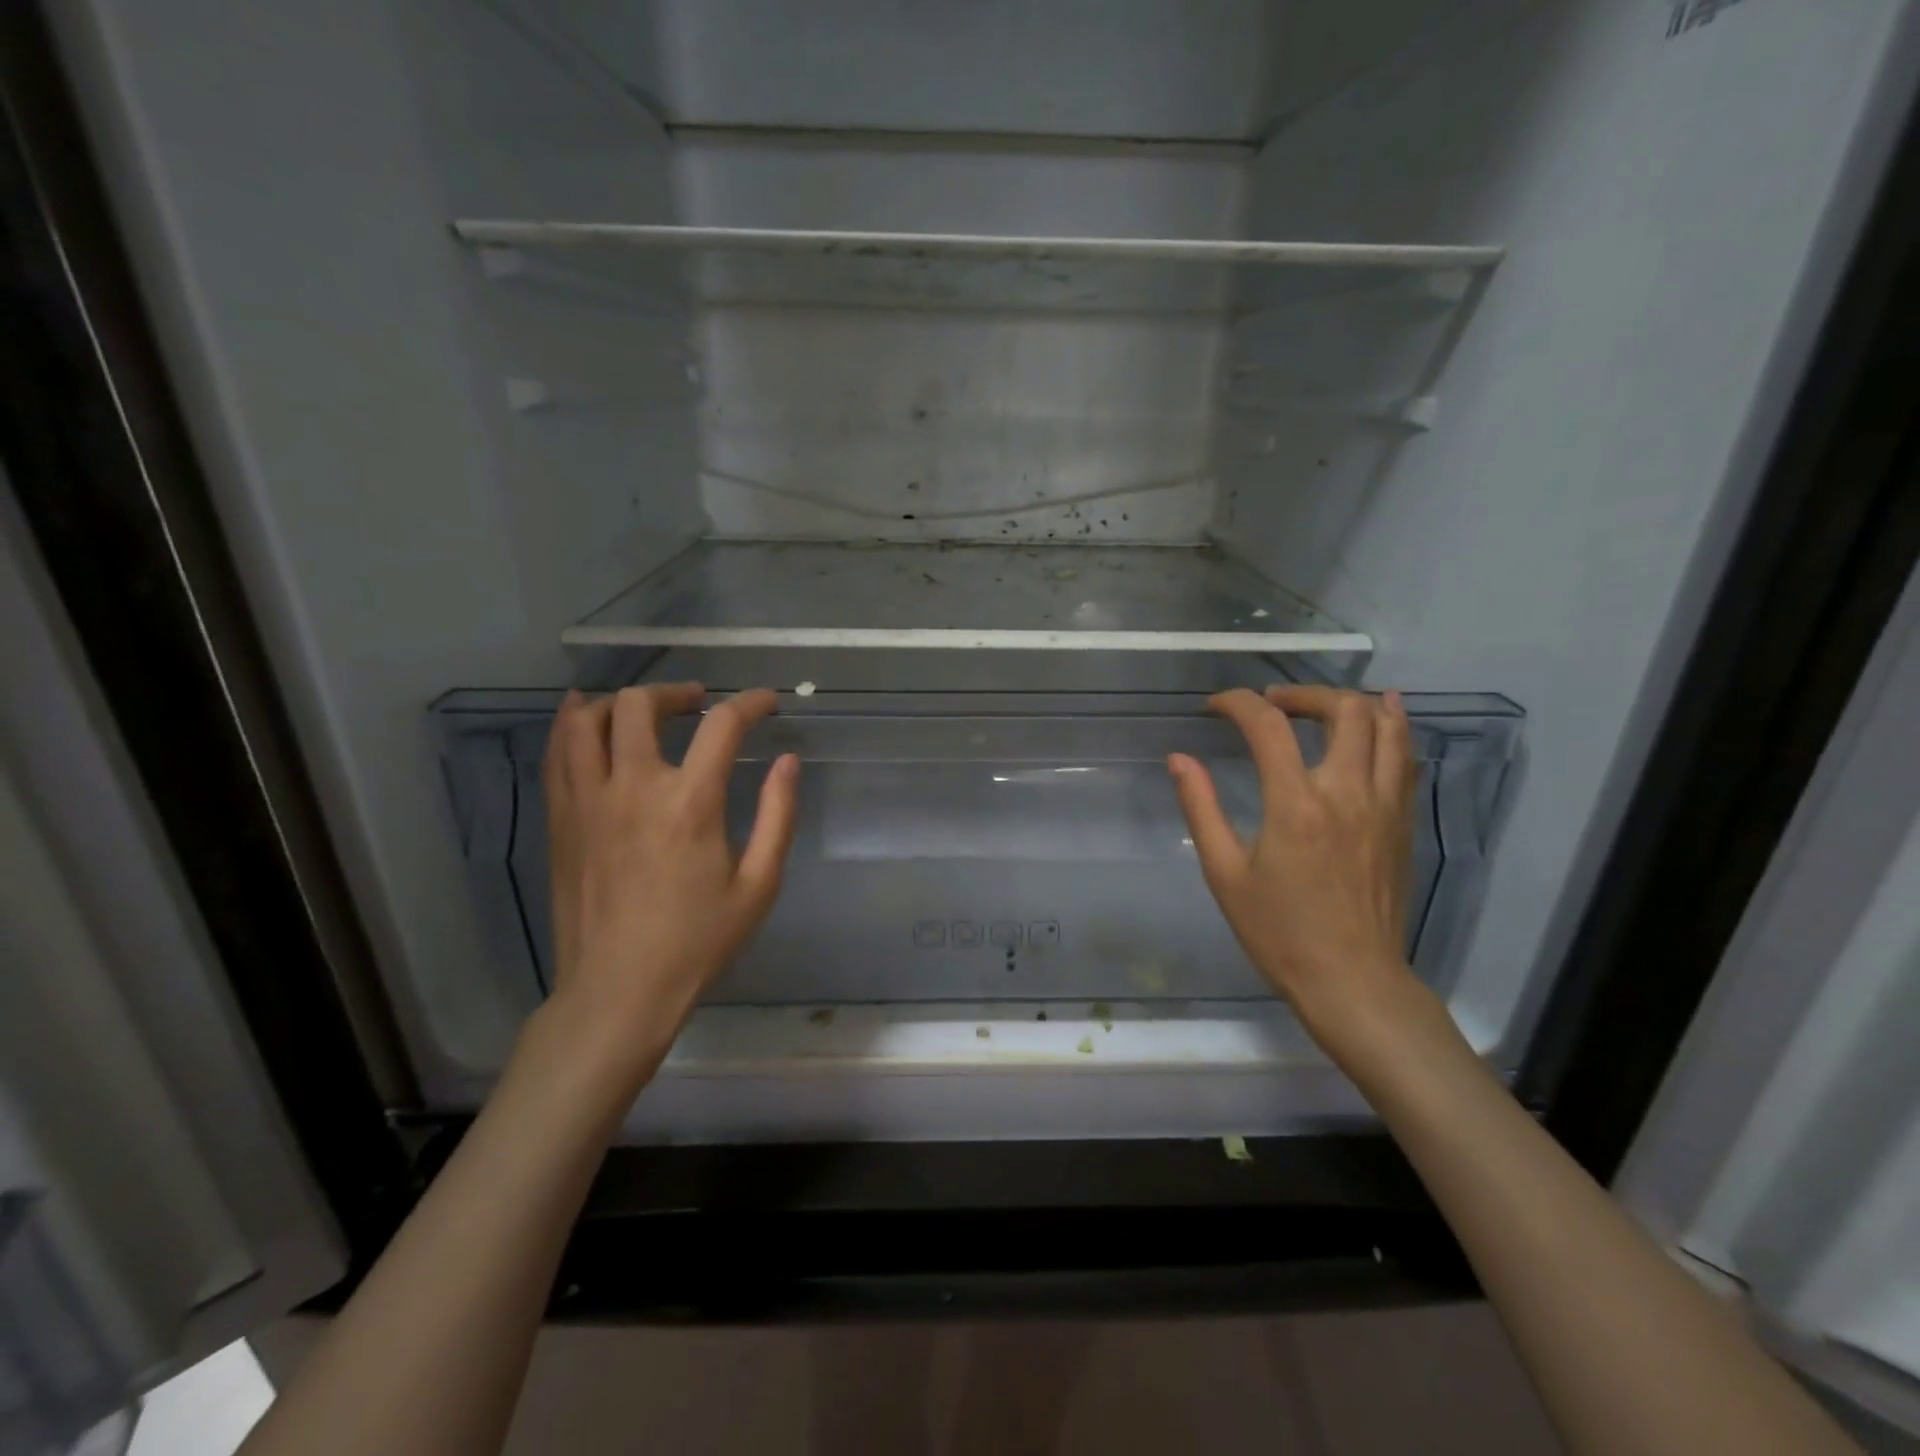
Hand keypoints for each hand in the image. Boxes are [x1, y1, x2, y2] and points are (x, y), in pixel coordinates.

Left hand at [539, 683, 797, 1084]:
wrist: (618, 990)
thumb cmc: (697, 941)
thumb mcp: (758, 884)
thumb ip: (779, 815)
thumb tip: (788, 762)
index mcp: (689, 803)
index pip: (721, 725)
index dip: (749, 703)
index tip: (767, 703)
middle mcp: (632, 788)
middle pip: (640, 705)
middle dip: (676, 692)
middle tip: (698, 704)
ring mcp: (586, 802)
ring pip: (585, 720)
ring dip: (619, 701)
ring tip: (643, 708)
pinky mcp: (560, 820)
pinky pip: (556, 754)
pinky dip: (572, 726)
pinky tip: (586, 721)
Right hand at [1168, 686, 1419, 1047]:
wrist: (1352, 981)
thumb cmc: (1279, 932)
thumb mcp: (1225, 873)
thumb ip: (1201, 808)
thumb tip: (1179, 759)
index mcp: (1297, 804)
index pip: (1269, 726)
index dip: (1238, 703)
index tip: (1214, 706)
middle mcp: (1348, 792)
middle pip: (1344, 709)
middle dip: (1302, 692)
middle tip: (1271, 703)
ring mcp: (1385, 805)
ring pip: (1389, 726)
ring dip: (1353, 702)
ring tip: (1320, 705)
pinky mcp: (1403, 822)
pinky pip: (1405, 757)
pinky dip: (1391, 728)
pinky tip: (1376, 721)